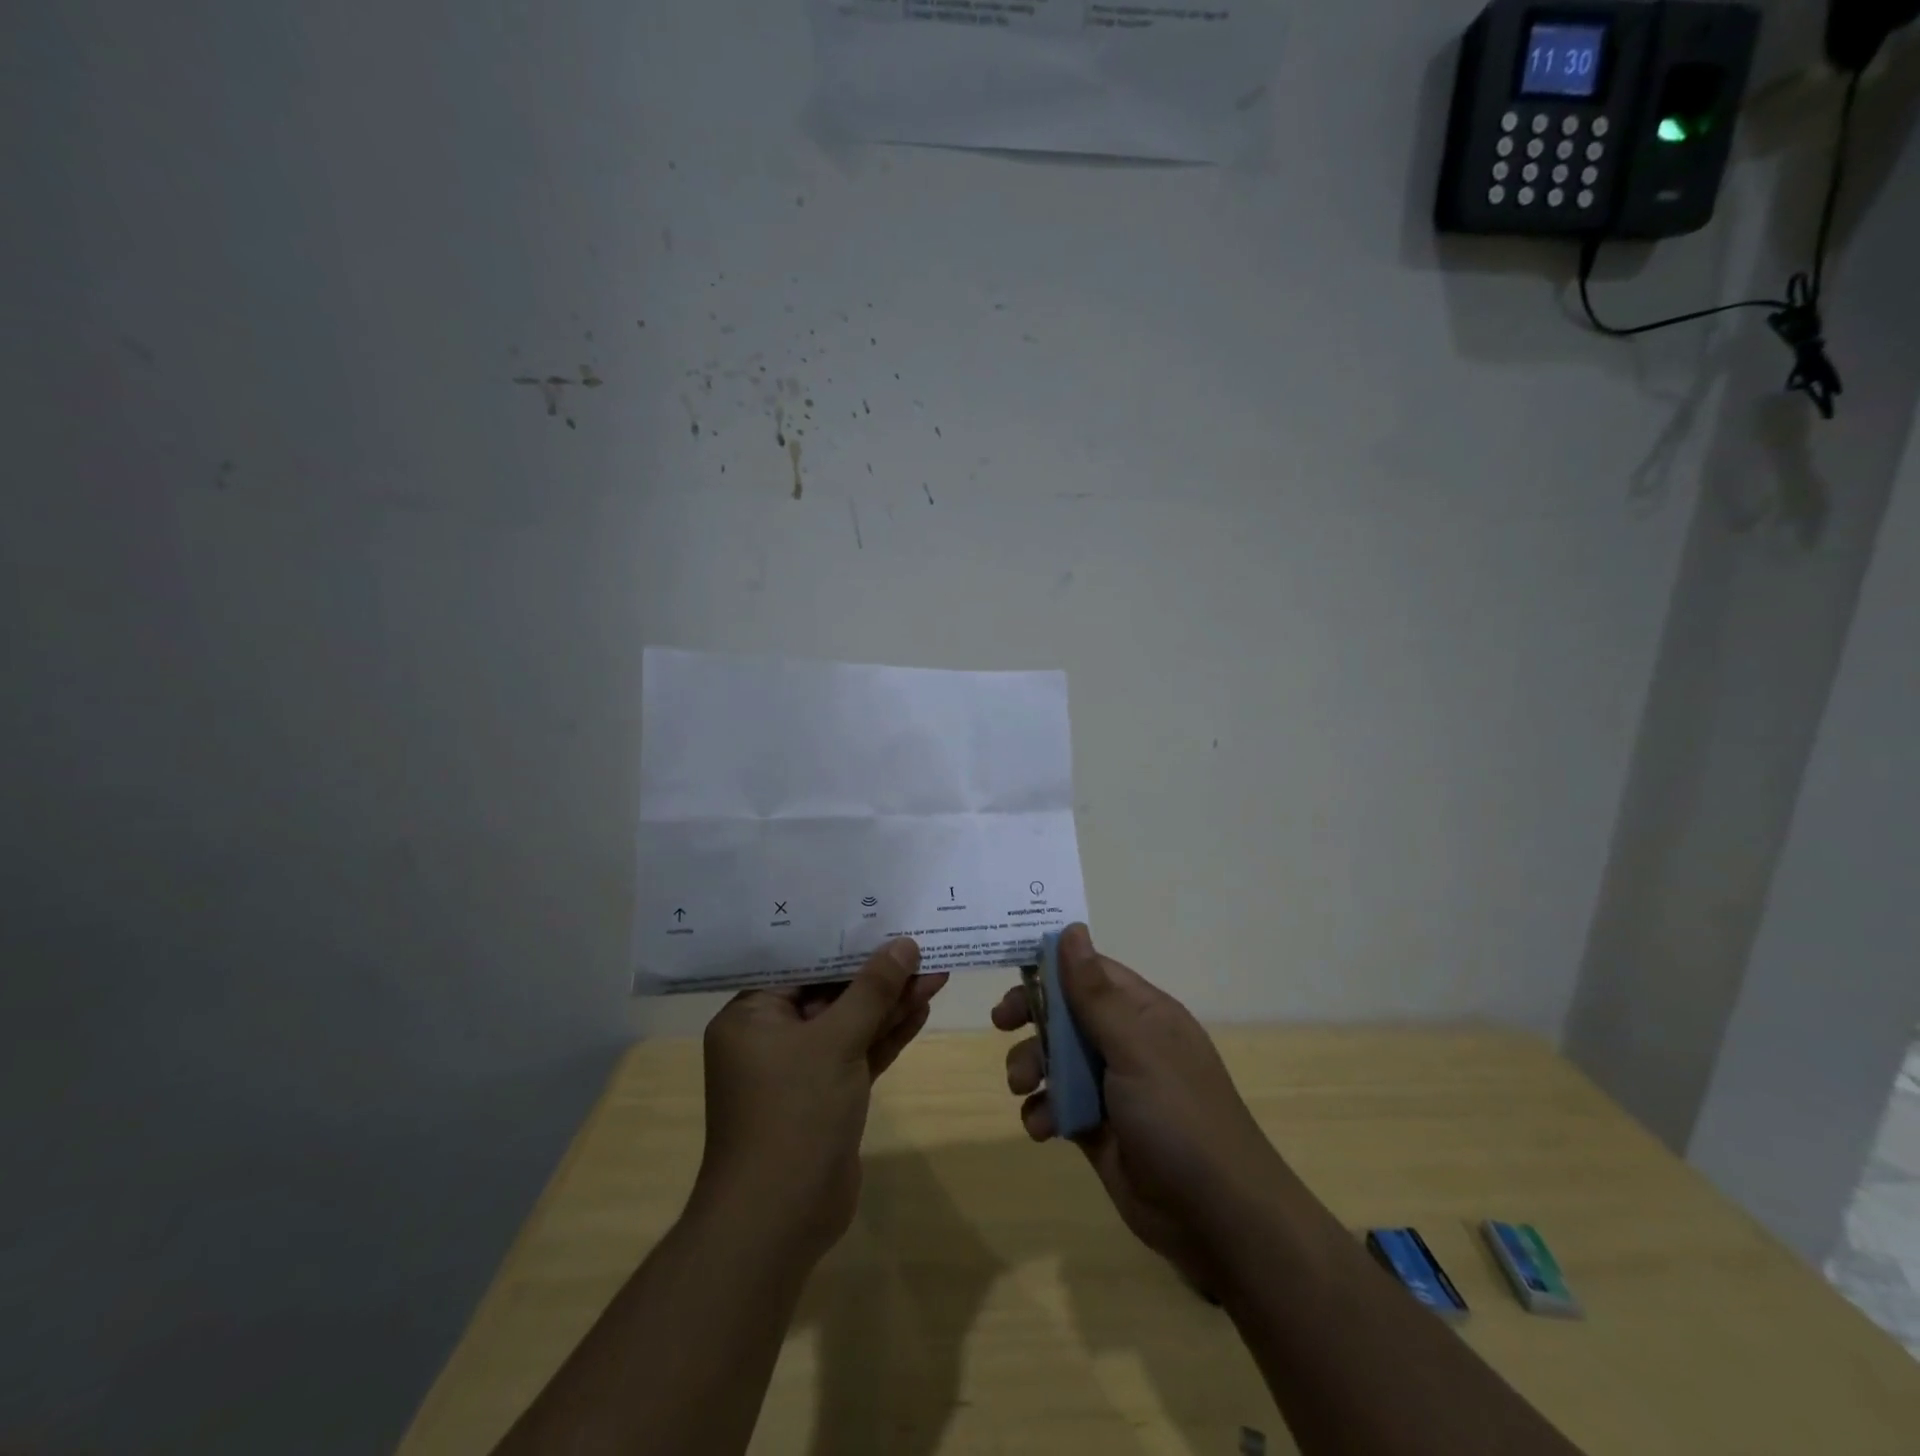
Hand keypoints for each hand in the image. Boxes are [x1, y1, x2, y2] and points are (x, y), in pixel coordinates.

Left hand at [698, 938, 946, 1260]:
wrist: (779, 1222)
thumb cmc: (793, 1115)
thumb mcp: (835, 1042)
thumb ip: (871, 991)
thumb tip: (904, 945)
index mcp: (751, 1015)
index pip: (800, 963)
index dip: (842, 940)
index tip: (880, 915)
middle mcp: (771, 1036)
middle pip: (829, 991)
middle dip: (877, 974)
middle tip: (920, 944)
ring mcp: (800, 1068)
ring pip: (850, 1023)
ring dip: (890, 1002)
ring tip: (935, 971)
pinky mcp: (827, 1095)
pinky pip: (859, 1052)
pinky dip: (888, 1034)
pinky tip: (922, 1007)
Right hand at [993, 924, 1285, 1292]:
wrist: (1217, 1218)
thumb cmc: (1178, 1115)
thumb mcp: (1134, 1046)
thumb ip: (1095, 993)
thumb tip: (1071, 929)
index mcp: (1143, 1013)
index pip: (1090, 972)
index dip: (1051, 966)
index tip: (1011, 969)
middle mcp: (1126, 1043)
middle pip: (1067, 1013)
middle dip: (1033, 1017)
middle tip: (1002, 1023)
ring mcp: (1111, 1088)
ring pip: (1056, 1059)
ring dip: (1031, 1067)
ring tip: (1022, 1086)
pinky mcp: (1097, 1128)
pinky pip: (1057, 1105)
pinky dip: (1042, 1112)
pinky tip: (1041, 1128)